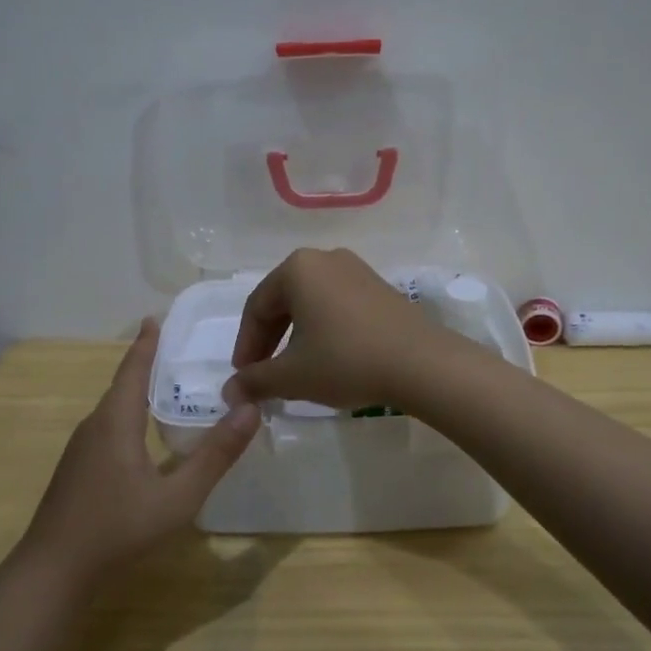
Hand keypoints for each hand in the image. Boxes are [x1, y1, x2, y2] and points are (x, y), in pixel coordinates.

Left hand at [21, 319, 259, 586]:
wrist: (52, 573)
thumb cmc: (117, 530)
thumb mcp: (178, 497)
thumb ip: (216, 455)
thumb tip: (251, 409)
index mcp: (115, 422)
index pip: (133, 369)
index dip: (146, 344)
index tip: (155, 317)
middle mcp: (94, 427)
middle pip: (122, 385)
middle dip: (146, 365)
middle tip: (177, 350)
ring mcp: (80, 451)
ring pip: (113, 410)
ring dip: (137, 392)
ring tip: (166, 387)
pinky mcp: (76, 471)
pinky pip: (107, 429)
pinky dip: (128, 416)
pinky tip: (142, 436)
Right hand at [223, 248, 455, 410]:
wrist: (421, 363)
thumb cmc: (346, 360)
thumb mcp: (292, 376)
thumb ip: (255, 381)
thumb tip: (229, 392)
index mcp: (297, 268)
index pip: (256, 308)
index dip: (246, 345)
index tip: (243, 377)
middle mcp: (325, 258)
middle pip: (283, 301)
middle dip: (269, 340)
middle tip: (263, 375)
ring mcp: (357, 270)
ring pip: (311, 304)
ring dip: (296, 337)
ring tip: (295, 370)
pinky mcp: (380, 288)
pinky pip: (338, 306)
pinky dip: (324, 330)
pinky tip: (329, 359)